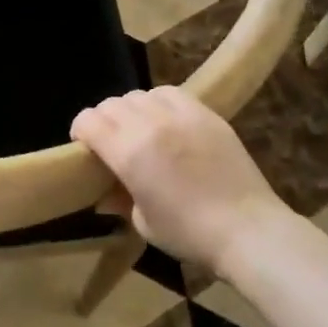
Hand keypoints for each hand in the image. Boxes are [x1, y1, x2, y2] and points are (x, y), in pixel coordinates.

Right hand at [70, 87, 288, 269]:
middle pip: (110, 105)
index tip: (84, 147)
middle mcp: (149, 126)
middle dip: (102, 121)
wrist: (247, 229)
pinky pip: (170, 93)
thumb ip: (120, 199)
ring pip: (139, 95)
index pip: (89, 121)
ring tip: (138, 129)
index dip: (80, 131)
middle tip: (109, 141)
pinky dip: (158, 101)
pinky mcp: (205, 113)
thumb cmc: (189, 233)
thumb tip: (104, 194)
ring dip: (129, 110)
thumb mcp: (143, 222)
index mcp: (128, 153)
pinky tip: (164, 120)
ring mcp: (180, 115)